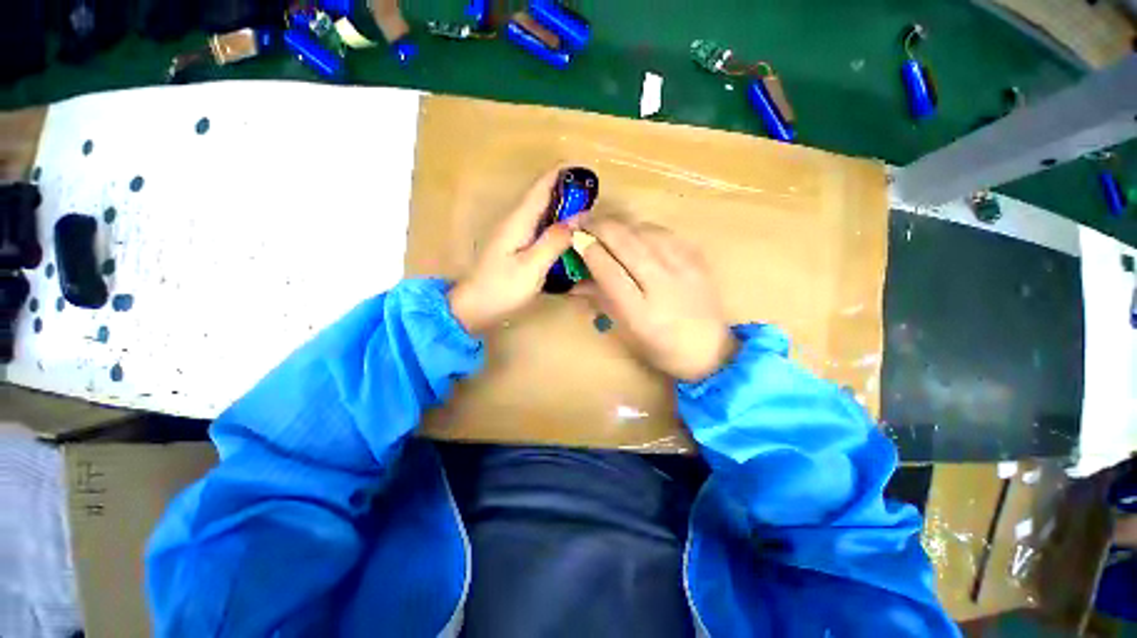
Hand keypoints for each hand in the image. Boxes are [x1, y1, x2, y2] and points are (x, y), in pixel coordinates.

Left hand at [448, 169, 574, 333]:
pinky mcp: (515, 246)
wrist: (473, 307)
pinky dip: (555, 225)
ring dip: (562, 208)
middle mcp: (515, 220)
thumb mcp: (532, 267)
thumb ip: (554, 241)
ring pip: (541, 212)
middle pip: (542, 196)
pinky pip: (539, 227)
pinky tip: (567, 235)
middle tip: (594, 197)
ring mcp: (514, 233)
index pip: (542, 187)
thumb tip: (577, 219)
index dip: (562, 175)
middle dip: (567, 192)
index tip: (586, 172)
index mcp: (519, 220)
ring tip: (587, 213)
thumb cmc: (502, 288)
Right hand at [575, 218, 735, 381]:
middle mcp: (662, 284)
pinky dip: (642, 228)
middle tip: (580, 219)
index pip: (607, 269)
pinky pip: (664, 232)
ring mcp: (683, 268)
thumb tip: (575, 281)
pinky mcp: (697, 258)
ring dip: (618, 224)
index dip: (587, 249)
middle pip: (625, 243)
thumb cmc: (661, 348)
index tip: (573, 238)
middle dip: (598, 226)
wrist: (711, 350)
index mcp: (640, 312)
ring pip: (644, 231)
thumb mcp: (625, 332)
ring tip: (603, 224)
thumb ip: (600, 301)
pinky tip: (633, 232)